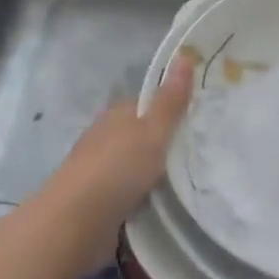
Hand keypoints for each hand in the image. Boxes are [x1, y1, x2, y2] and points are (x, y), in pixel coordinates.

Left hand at [41, 52, 195, 259]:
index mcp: (117, 114)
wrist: (75, 223)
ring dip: (155, 173)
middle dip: (165, 143)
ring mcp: (100, 171)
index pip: (147, 103)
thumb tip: (186, 54)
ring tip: (193, 182)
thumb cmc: (117, 169)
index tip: (199, 119)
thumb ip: (170, 100)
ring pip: (136, 165)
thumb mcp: (152, 131)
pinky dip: (146, 197)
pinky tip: (167, 205)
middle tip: (204, 153)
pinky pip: (130, 194)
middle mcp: (106, 138)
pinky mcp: (99, 202)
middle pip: (141, 135)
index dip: (171, 108)